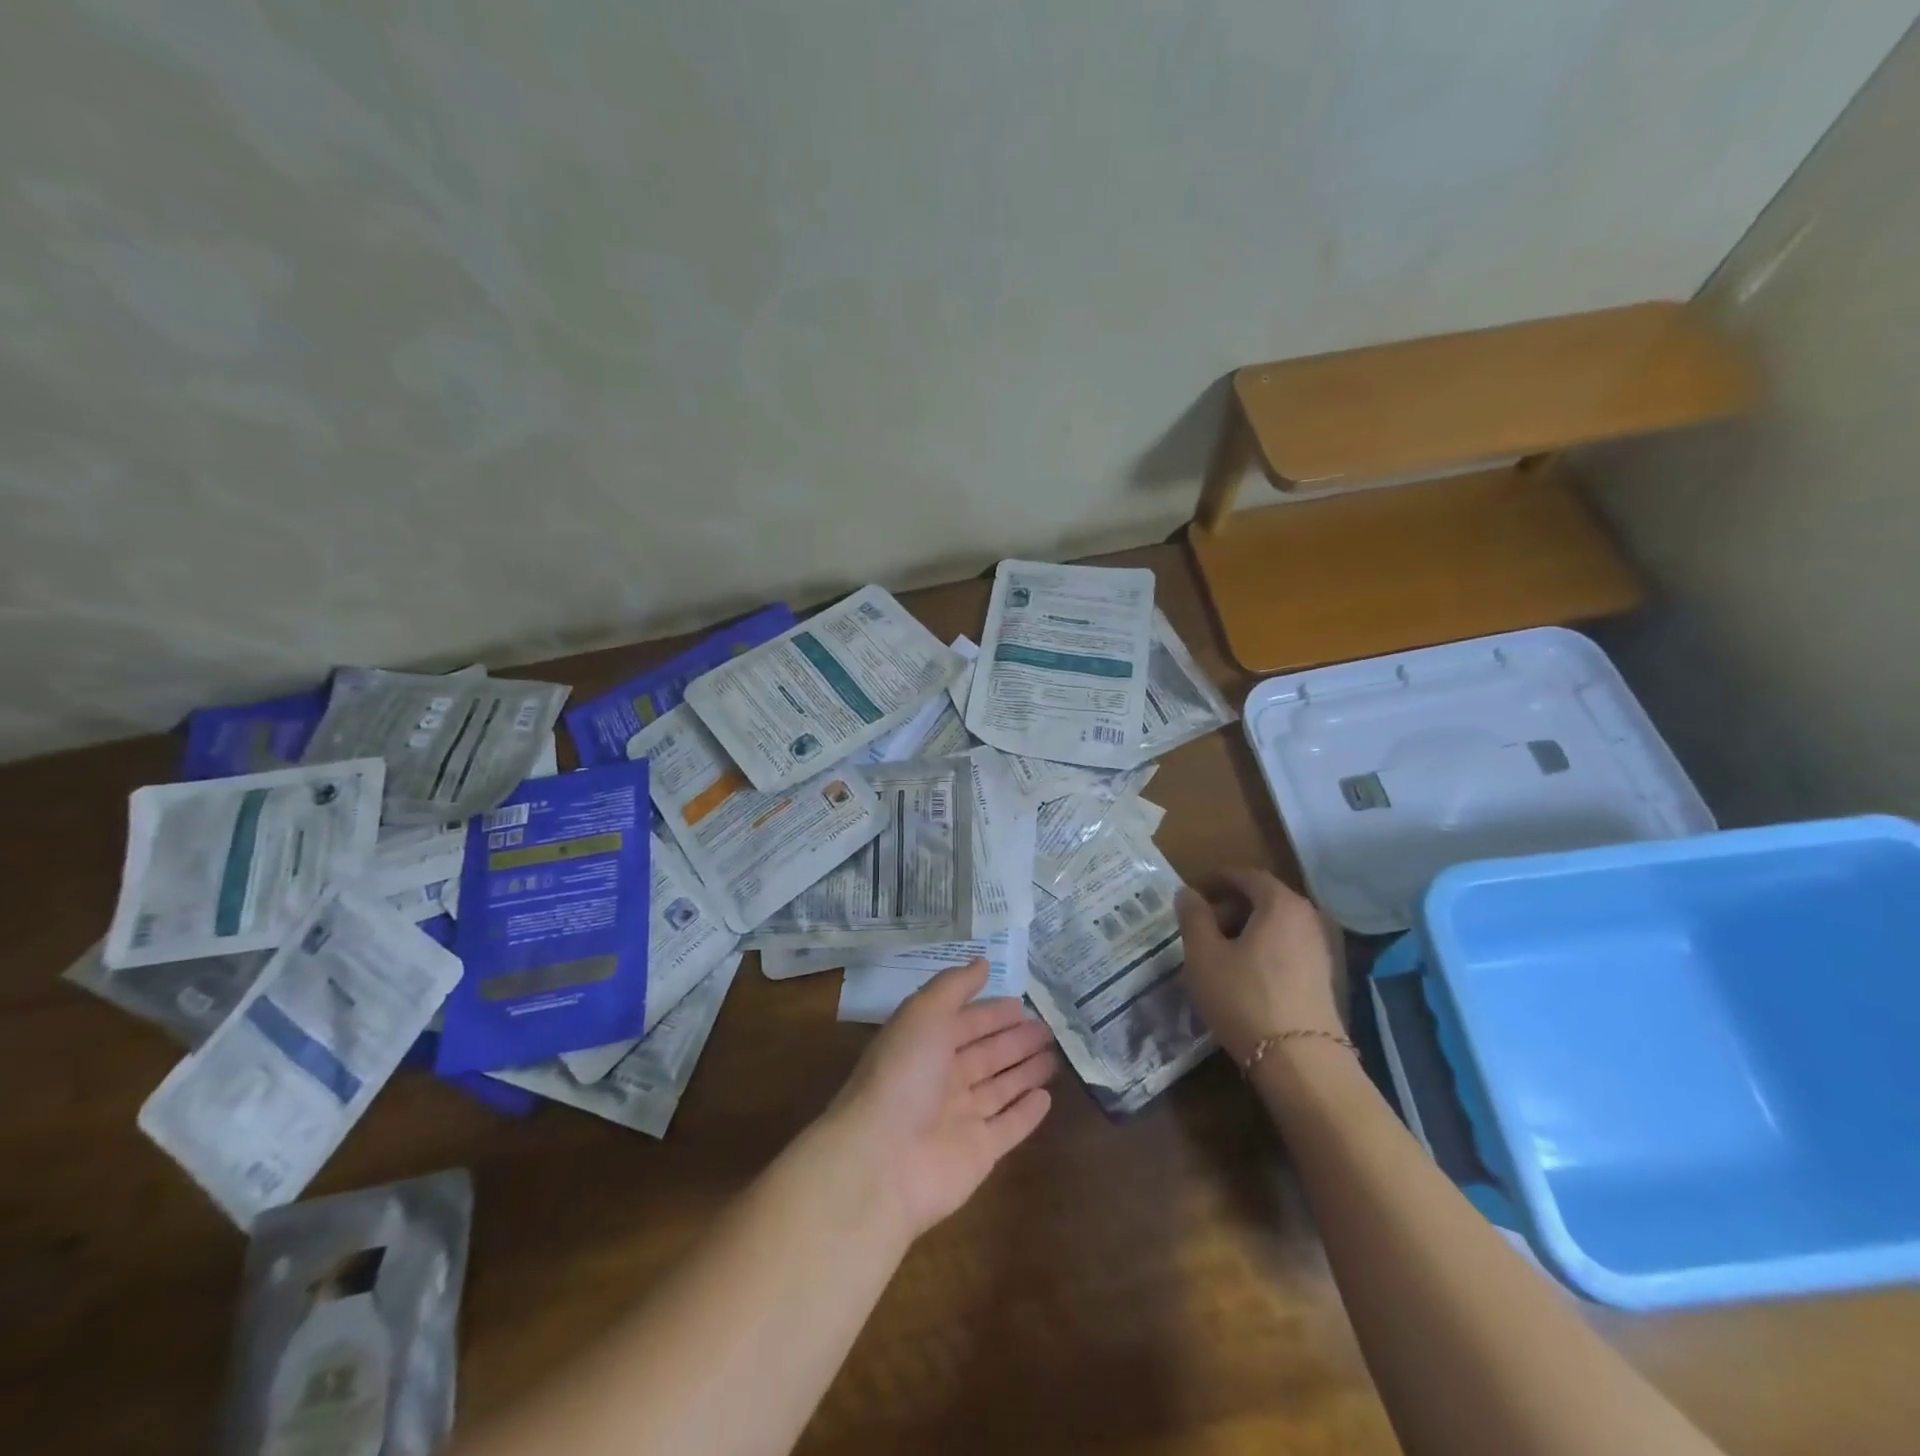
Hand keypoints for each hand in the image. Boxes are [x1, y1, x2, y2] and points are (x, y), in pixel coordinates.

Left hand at [826, 959, 1056, 1240]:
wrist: (881, 1160)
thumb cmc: (902, 1075)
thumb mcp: (923, 1014)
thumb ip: (954, 986)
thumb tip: (982, 961)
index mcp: (925, 1045)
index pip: (964, 1023)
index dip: (991, 1013)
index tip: (1022, 1004)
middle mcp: (942, 1080)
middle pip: (985, 1055)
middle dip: (1014, 1040)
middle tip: (1048, 1028)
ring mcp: (961, 1118)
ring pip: (1000, 1089)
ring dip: (1025, 1071)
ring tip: (1055, 1056)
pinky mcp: (979, 1153)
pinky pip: (1008, 1128)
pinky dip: (1026, 1113)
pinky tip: (1046, 1098)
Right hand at [1176, 867, 1342, 1063]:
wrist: (1300, 1062)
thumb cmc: (1244, 997)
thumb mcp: (1204, 955)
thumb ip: (1193, 917)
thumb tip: (1187, 893)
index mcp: (1280, 903)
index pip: (1247, 875)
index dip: (1218, 878)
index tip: (1194, 891)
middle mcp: (1307, 918)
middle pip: (1264, 899)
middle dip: (1230, 906)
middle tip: (1201, 926)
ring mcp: (1320, 949)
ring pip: (1276, 925)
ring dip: (1246, 930)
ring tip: (1217, 953)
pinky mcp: (1323, 978)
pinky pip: (1287, 948)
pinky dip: (1263, 950)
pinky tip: (1242, 975)